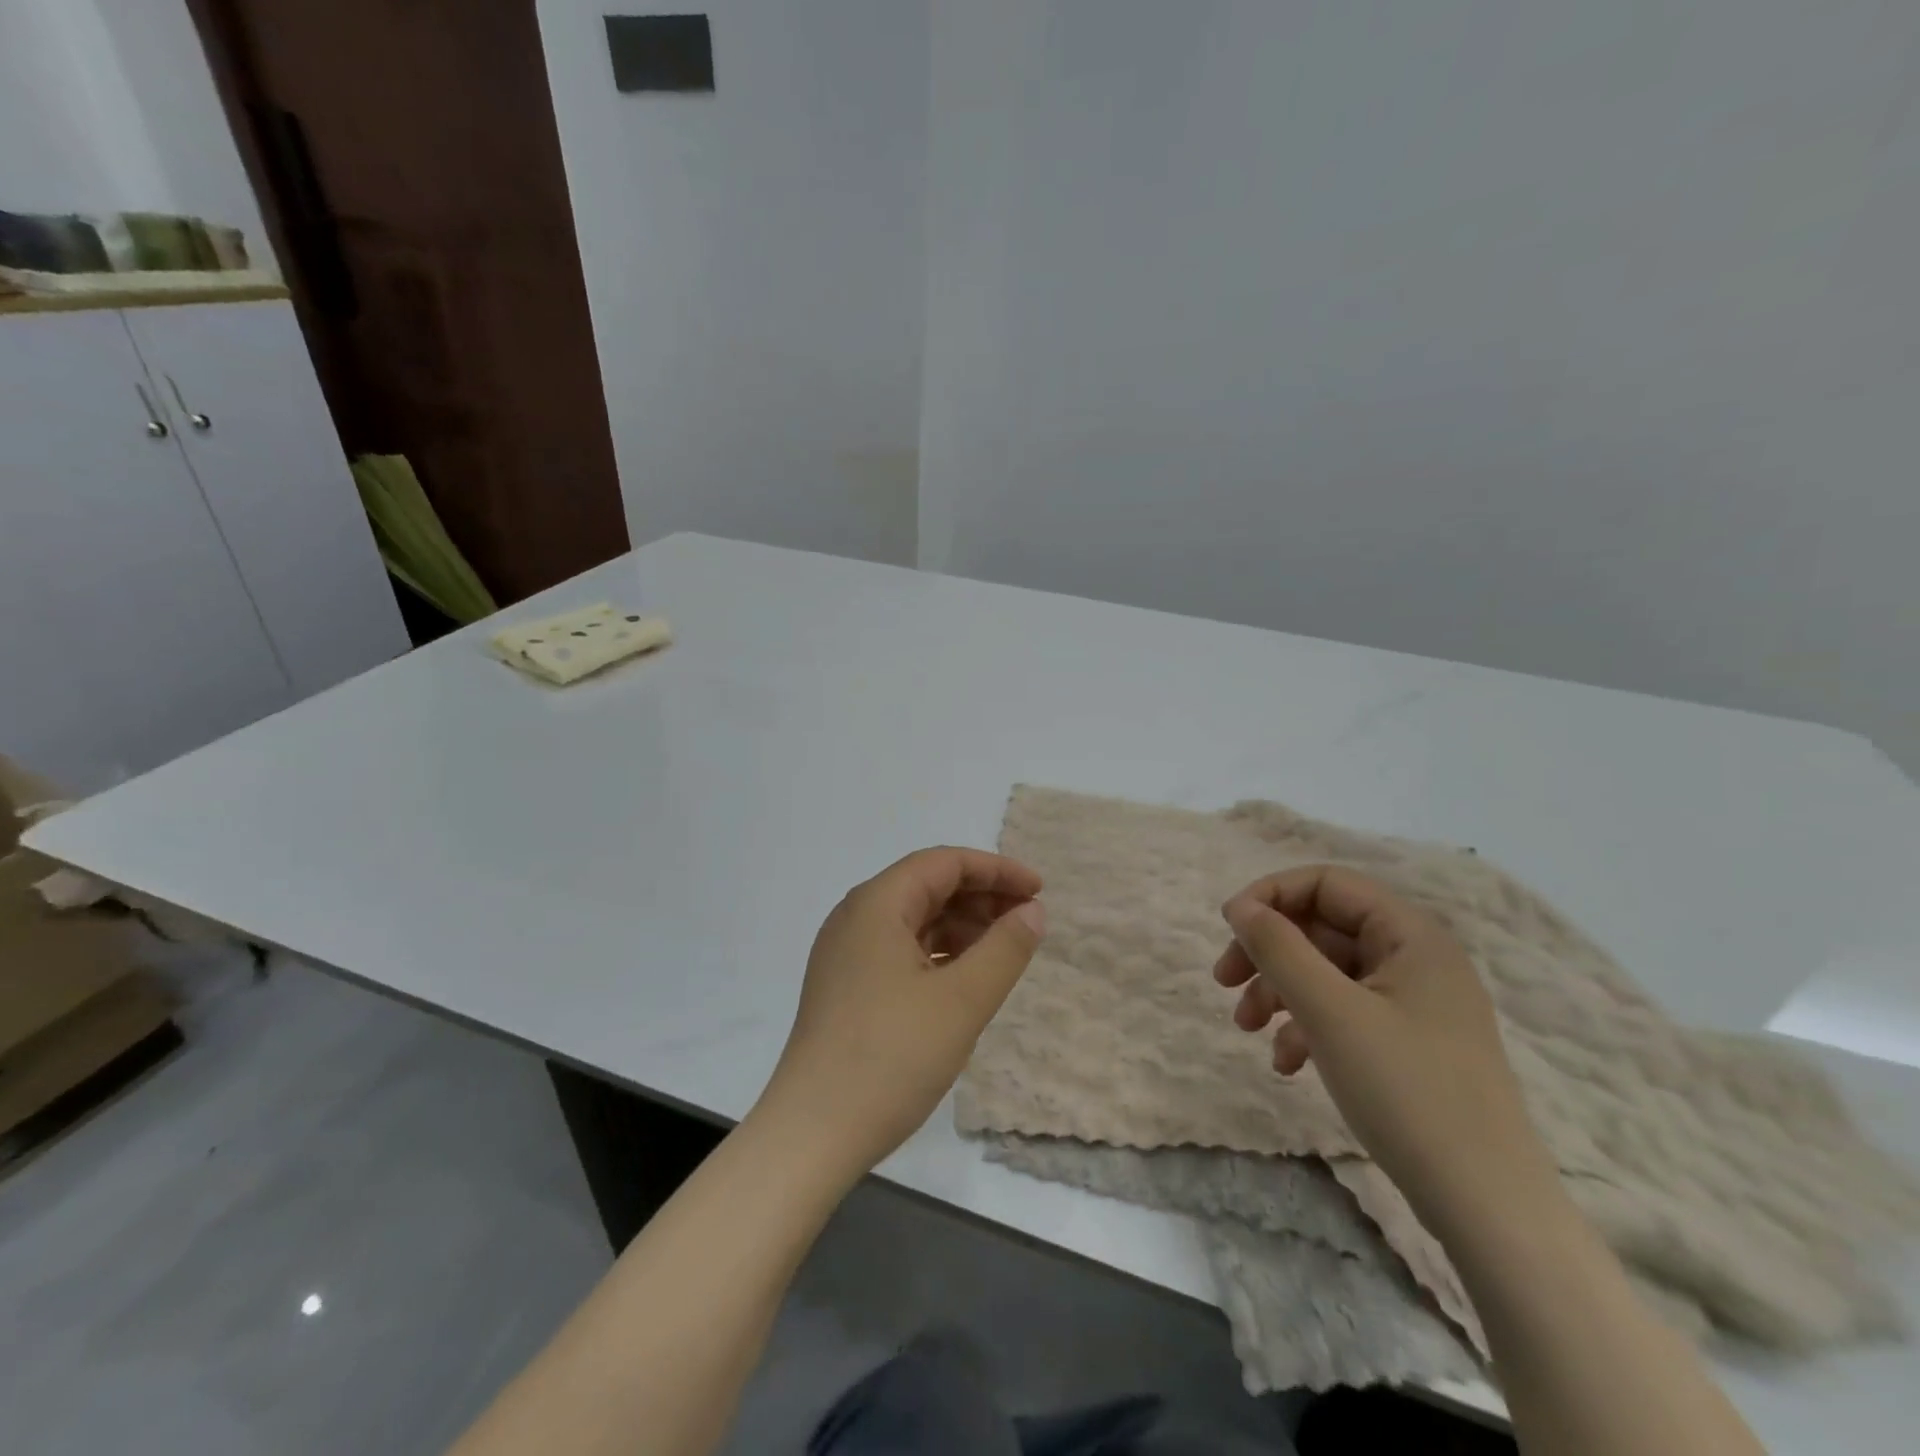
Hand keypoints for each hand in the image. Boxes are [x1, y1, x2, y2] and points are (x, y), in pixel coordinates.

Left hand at [757, 848, 1045, 1180]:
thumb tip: (1033, 912)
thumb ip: (1005, 949)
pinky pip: (900, 950)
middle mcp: (855, 918)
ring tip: (1003, 951)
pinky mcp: (846, 987)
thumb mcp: (962, 1001)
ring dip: (961, 926)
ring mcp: (846, 954)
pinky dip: (938, 954)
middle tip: (1027, 922)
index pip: (943, 863)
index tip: (1039, 891)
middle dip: (981, 897)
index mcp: (876, 905)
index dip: (996, 870)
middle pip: (927, 886)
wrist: (812, 1133)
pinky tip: (964, 978)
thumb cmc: (891, 1057)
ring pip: (914, 920)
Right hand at [1215, 865, 1558, 1232]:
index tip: (1229, 928)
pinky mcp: (1409, 1046)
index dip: (1272, 895)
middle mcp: (1416, 960)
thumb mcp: (1329, 1011)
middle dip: (1269, 951)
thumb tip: (1240, 906)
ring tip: (1247, 1028)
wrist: (1486, 1207)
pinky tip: (1287, 1063)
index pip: (1327, 883)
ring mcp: (1415, 1006)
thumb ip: (1279, 948)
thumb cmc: (1407, 1092)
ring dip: (1279, 991)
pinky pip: (1344, 1014)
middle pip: (1322, 928)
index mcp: (1411, 936)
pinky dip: (1306, 1027)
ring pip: (1327, 973)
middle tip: (1224, 982)